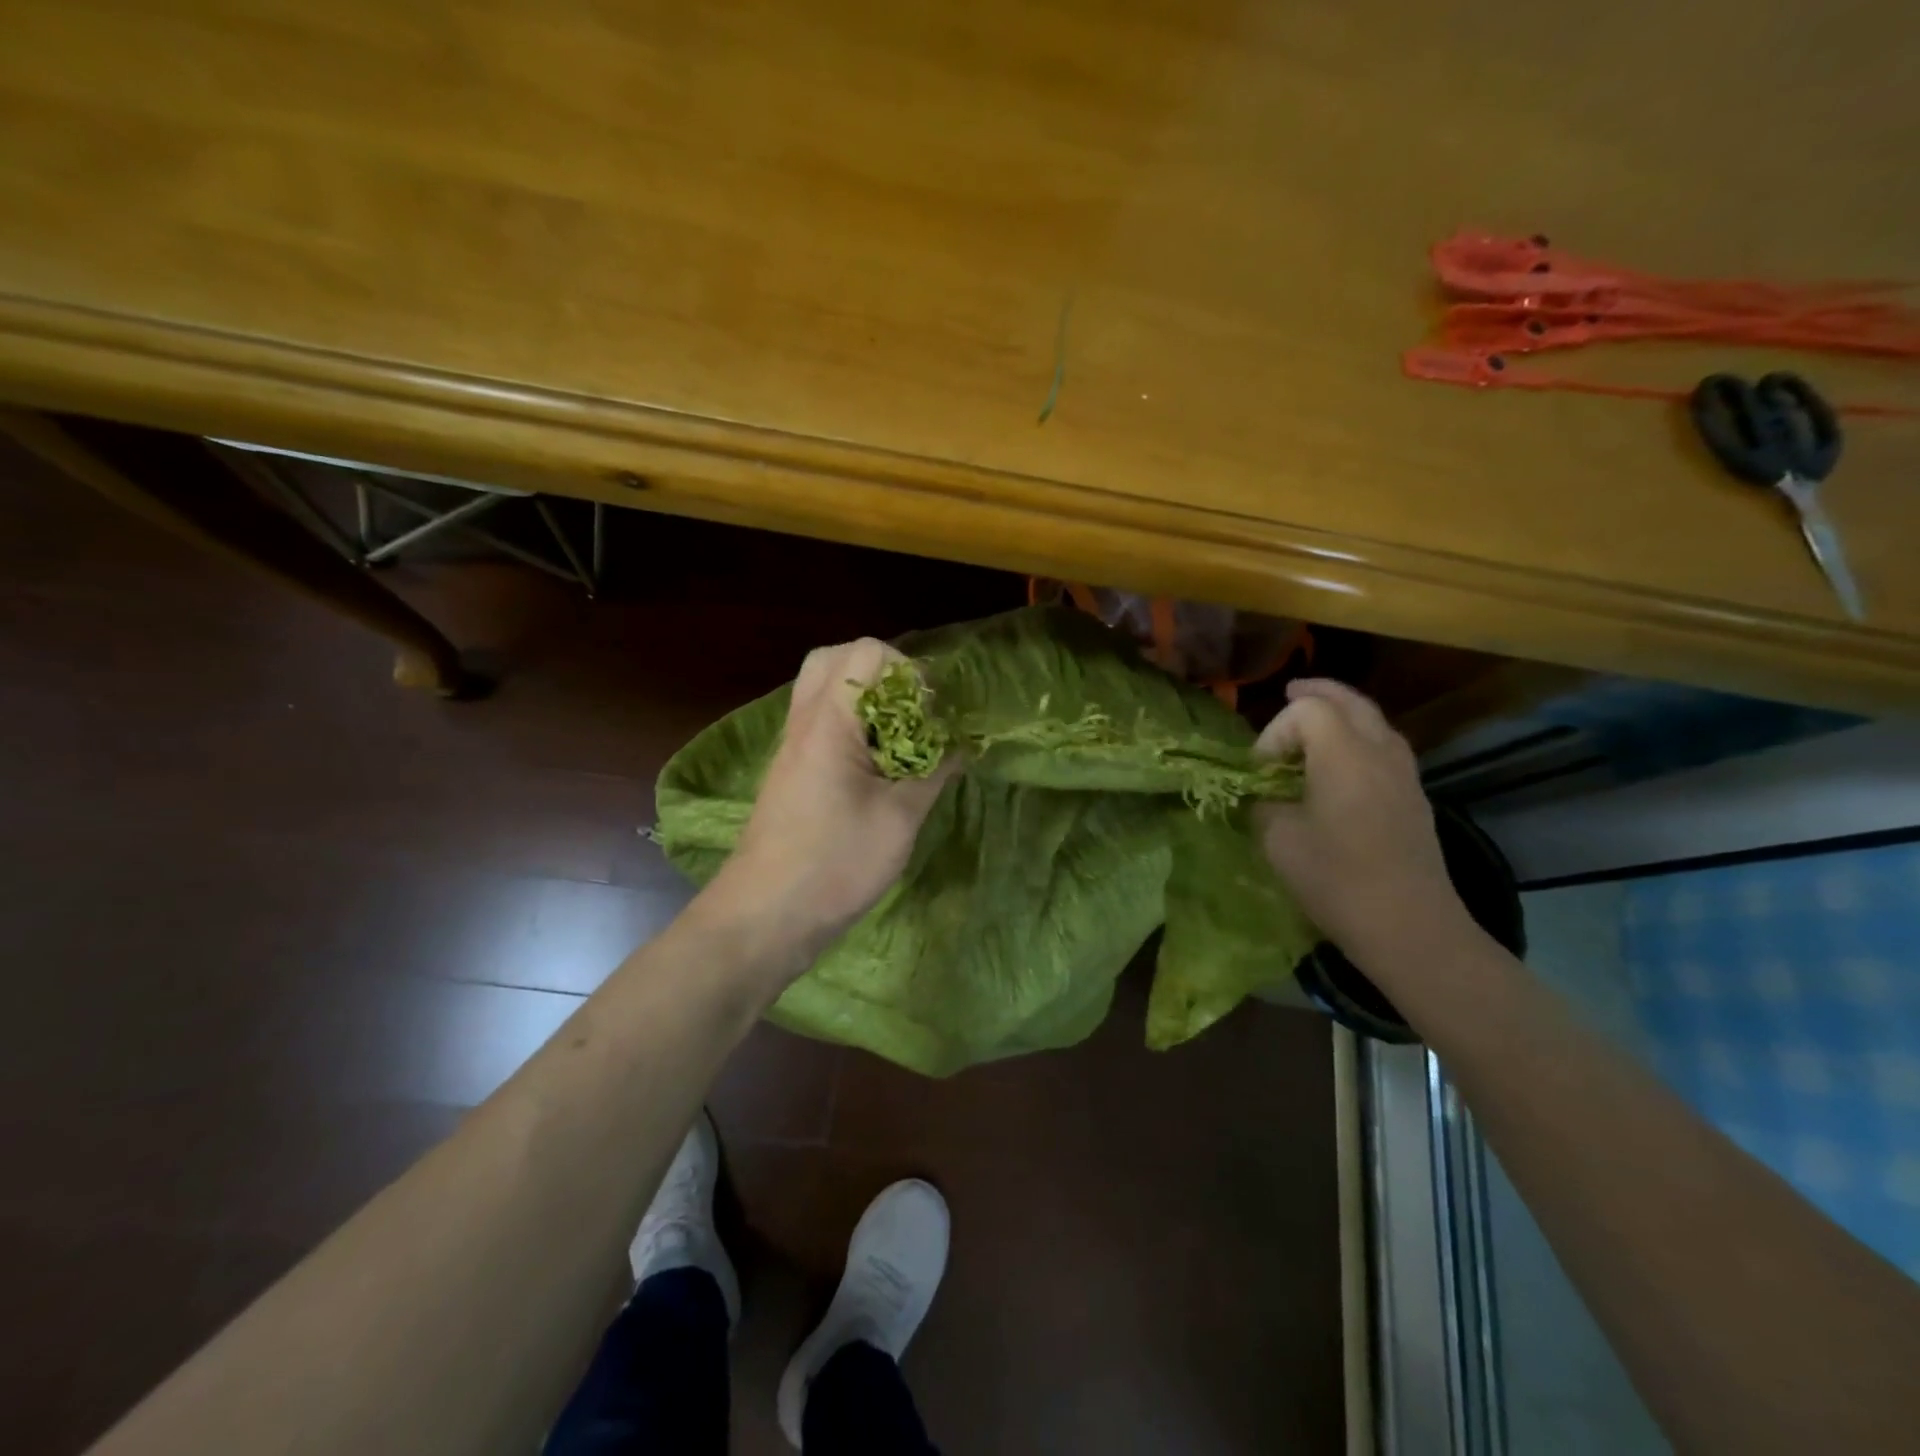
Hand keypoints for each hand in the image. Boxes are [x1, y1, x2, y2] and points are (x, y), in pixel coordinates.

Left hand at [703, 638, 954, 972]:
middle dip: (884, 675)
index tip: (932, 716)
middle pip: (837, 658)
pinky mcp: (791, 769)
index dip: (910, 673)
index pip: (867, 653)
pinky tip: (878, 763)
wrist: (764, 916)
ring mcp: (793, 744)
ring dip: (867, 699)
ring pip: (824, 688)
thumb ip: (933, 772)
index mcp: (830, 721)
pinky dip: (852, 723)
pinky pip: (821, 719)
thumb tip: (961, 745)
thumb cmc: (835, 864)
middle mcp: (805, 720)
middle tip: (914, 713)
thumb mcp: (899, 819)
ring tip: (900, 736)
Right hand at [1253, 679, 1473, 972]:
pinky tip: (1341, 764)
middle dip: (1316, 693)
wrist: (1409, 926)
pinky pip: (1385, 747)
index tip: (1259, 771)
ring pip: (1374, 721)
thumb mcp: (1277, 839)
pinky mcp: (1414, 798)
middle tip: (1288, 692)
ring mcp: (1404, 774)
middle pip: (1349, 701)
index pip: (1306, 710)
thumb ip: (1263, 803)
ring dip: (1342, 714)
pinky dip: (1359, 738)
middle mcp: (1379, 752)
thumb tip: (1262, 794)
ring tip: (1314, 725)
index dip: (1275, 732)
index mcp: (1343, 754)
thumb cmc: (1336, 880)